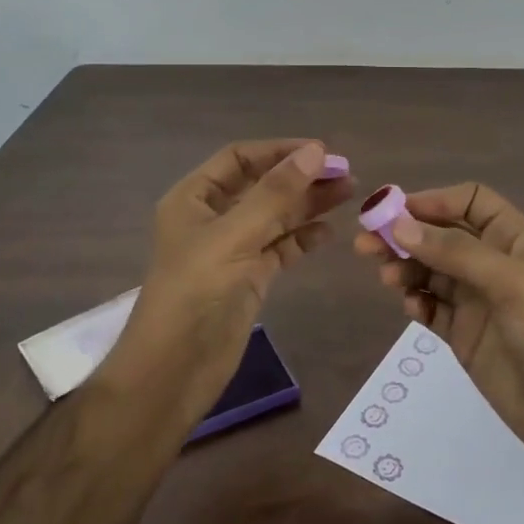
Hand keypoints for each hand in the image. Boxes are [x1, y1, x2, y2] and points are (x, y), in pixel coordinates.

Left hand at [103, 139, 351, 423]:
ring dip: (309, 204)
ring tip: (349, 194)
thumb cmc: (195, 294)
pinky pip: (281, 247)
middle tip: (346, 174)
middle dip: (301, 177)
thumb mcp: (233, 236)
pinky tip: (330, 231)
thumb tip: (316, 152)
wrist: (173, 373)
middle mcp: (213, 218)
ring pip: (276, 216)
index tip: (323, 151)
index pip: (240, 158)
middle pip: (262, 186)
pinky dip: (304, 237)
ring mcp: (232, 249)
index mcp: (194, 198)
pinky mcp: (249, 277)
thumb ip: (275, 194)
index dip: (280, 151)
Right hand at [354, 182, 523, 479]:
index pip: (470, 201)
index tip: (394, 212)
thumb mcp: (510, 282)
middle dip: (405, 235)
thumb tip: (399, 227)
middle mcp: (494, 262)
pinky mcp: (464, 334)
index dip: (434, 201)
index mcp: (514, 238)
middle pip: (441, 235)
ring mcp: (478, 300)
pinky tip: (411, 310)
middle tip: (365, 245)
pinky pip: (431, 307)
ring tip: (388, 280)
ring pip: (430, 270)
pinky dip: (416, 303)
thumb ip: (455, 252)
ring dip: (405, 268)